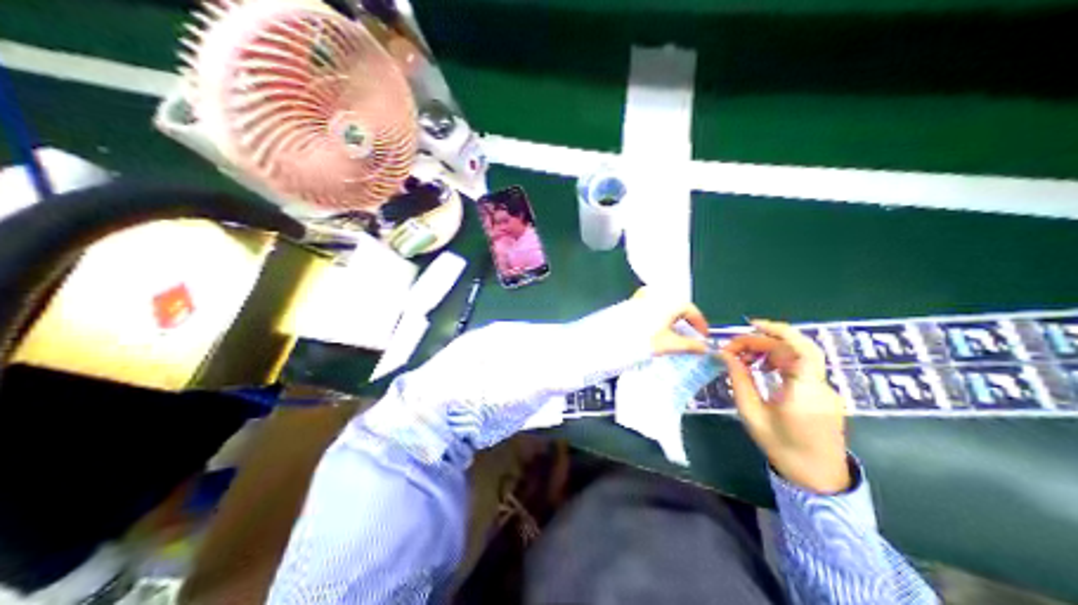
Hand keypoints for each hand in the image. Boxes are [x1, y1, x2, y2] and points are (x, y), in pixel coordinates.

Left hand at [634, 286, 712, 356]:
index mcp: (672, 301)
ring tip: (674, 336)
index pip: (693, 311)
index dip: (700, 326)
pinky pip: (654, 307)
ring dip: (673, 320)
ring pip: (666, 307)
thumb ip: (690, 345)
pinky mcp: (634, 301)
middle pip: (680, 307)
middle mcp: (661, 294)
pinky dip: (660, 317)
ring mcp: (646, 295)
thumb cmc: (644, 339)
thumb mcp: (670, 344)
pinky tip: (658, 329)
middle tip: (690, 339)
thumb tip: (704, 348)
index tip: (703, 339)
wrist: (612, 338)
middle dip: (686, 323)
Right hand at [715, 318, 849, 492]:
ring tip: (749, 359)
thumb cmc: (783, 450)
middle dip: (767, 339)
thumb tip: (726, 355)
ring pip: (802, 355)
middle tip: (739, 345)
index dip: (775, 331)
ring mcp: (828, 388)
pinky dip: (783, 361)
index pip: (797, 348)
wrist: (818, 478)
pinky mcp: (827, 392)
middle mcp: (821, 385)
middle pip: (798, 347)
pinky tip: (766, 369)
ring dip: (774, 349)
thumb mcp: (753, 416)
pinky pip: (804, 367)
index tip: (748, 327)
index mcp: (804, 392)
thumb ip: (740, 382)